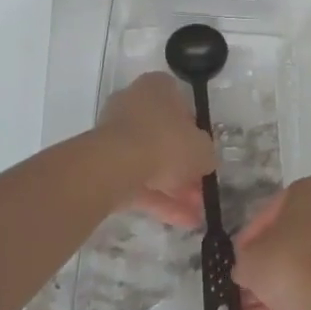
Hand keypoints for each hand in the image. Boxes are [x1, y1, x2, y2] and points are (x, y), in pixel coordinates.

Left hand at [97, 72, 213, 227]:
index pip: (180, 103)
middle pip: (164, 135)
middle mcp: (134, 104)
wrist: (115, 165)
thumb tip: (204, 160)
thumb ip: (206, 153)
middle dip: (183, 166)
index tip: (203, 151)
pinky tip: (181, 221)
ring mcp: (116, 135)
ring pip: (150, 162)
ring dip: (173, 188)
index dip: (195, 129)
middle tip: (201, 189)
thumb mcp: (202, 148)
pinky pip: (136, 181)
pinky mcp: (104, 165)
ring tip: (195, 214)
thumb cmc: (166, 141)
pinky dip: (158, 200)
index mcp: (157, 88)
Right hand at [233, 177, 310, 309]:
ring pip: (304, 267)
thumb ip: (244, 262)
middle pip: (291, 240)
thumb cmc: (291, 261)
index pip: (271, 211)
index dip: (250, 237)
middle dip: (266, 266)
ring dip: (276, 289)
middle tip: (245, 286)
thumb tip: (246, 270)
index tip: (239, 258)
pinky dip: (292, 302)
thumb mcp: (251, 260)